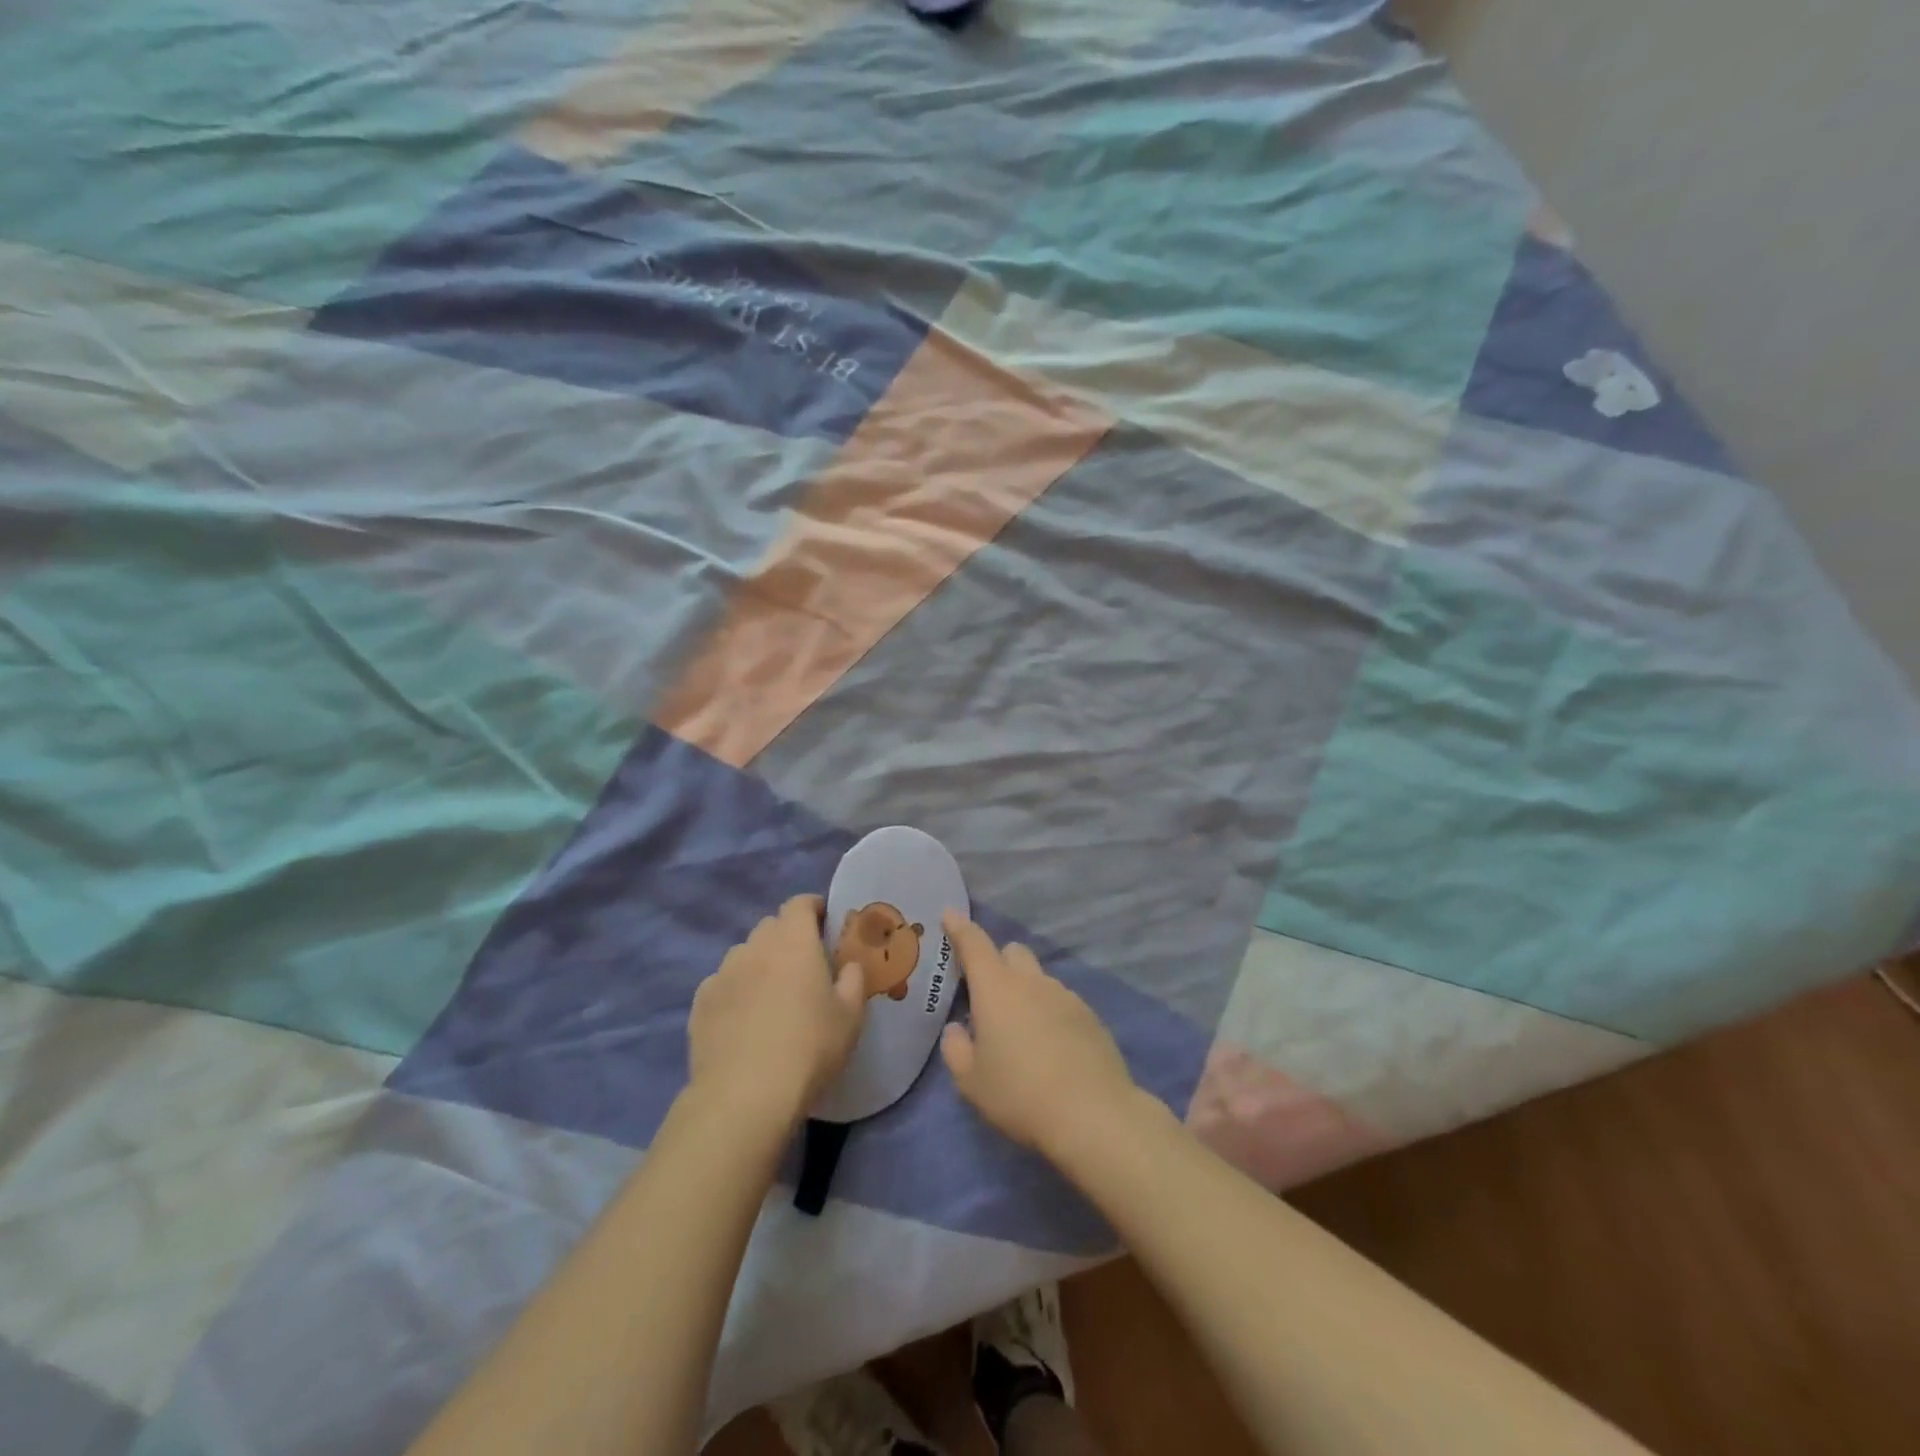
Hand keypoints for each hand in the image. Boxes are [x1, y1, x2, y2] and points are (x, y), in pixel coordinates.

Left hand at [688, 895, 865, 1129]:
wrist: (745, 1095)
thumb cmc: (809, 1048)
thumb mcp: (850, 1016)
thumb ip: (853, 980)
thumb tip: (849, 965)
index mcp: (794, 941)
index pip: (799, 903)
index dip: (813, 908)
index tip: (825, 924)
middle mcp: (755, 947)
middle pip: (771, 926)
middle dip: (787, 936)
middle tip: (804, 965)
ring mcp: (723, 973)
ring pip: (744, 954)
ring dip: (759, 963)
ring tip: (771, 995)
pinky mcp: (700, 1003)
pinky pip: (722, 983)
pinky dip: (735, 990)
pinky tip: (743, 1020)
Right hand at [939, 912, 1138, 1158]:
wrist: (1093, 1114)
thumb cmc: (1020, 1094)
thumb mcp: (972, 1082)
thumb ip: (957, 1049)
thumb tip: (958, 1031)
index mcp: (996, 989)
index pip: (975, 944)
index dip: (960, 927)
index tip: (950, 914)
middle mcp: (1032, 982)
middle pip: (1013, 952)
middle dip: (998, 962)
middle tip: (989, 995)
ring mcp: (1065, 996)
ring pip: (1040, 978)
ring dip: (1026, 991)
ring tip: (1023, 1032)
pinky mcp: (1091, 1016)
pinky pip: (1062, 1002)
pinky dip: (1050, 1013)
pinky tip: (1052, 1048)